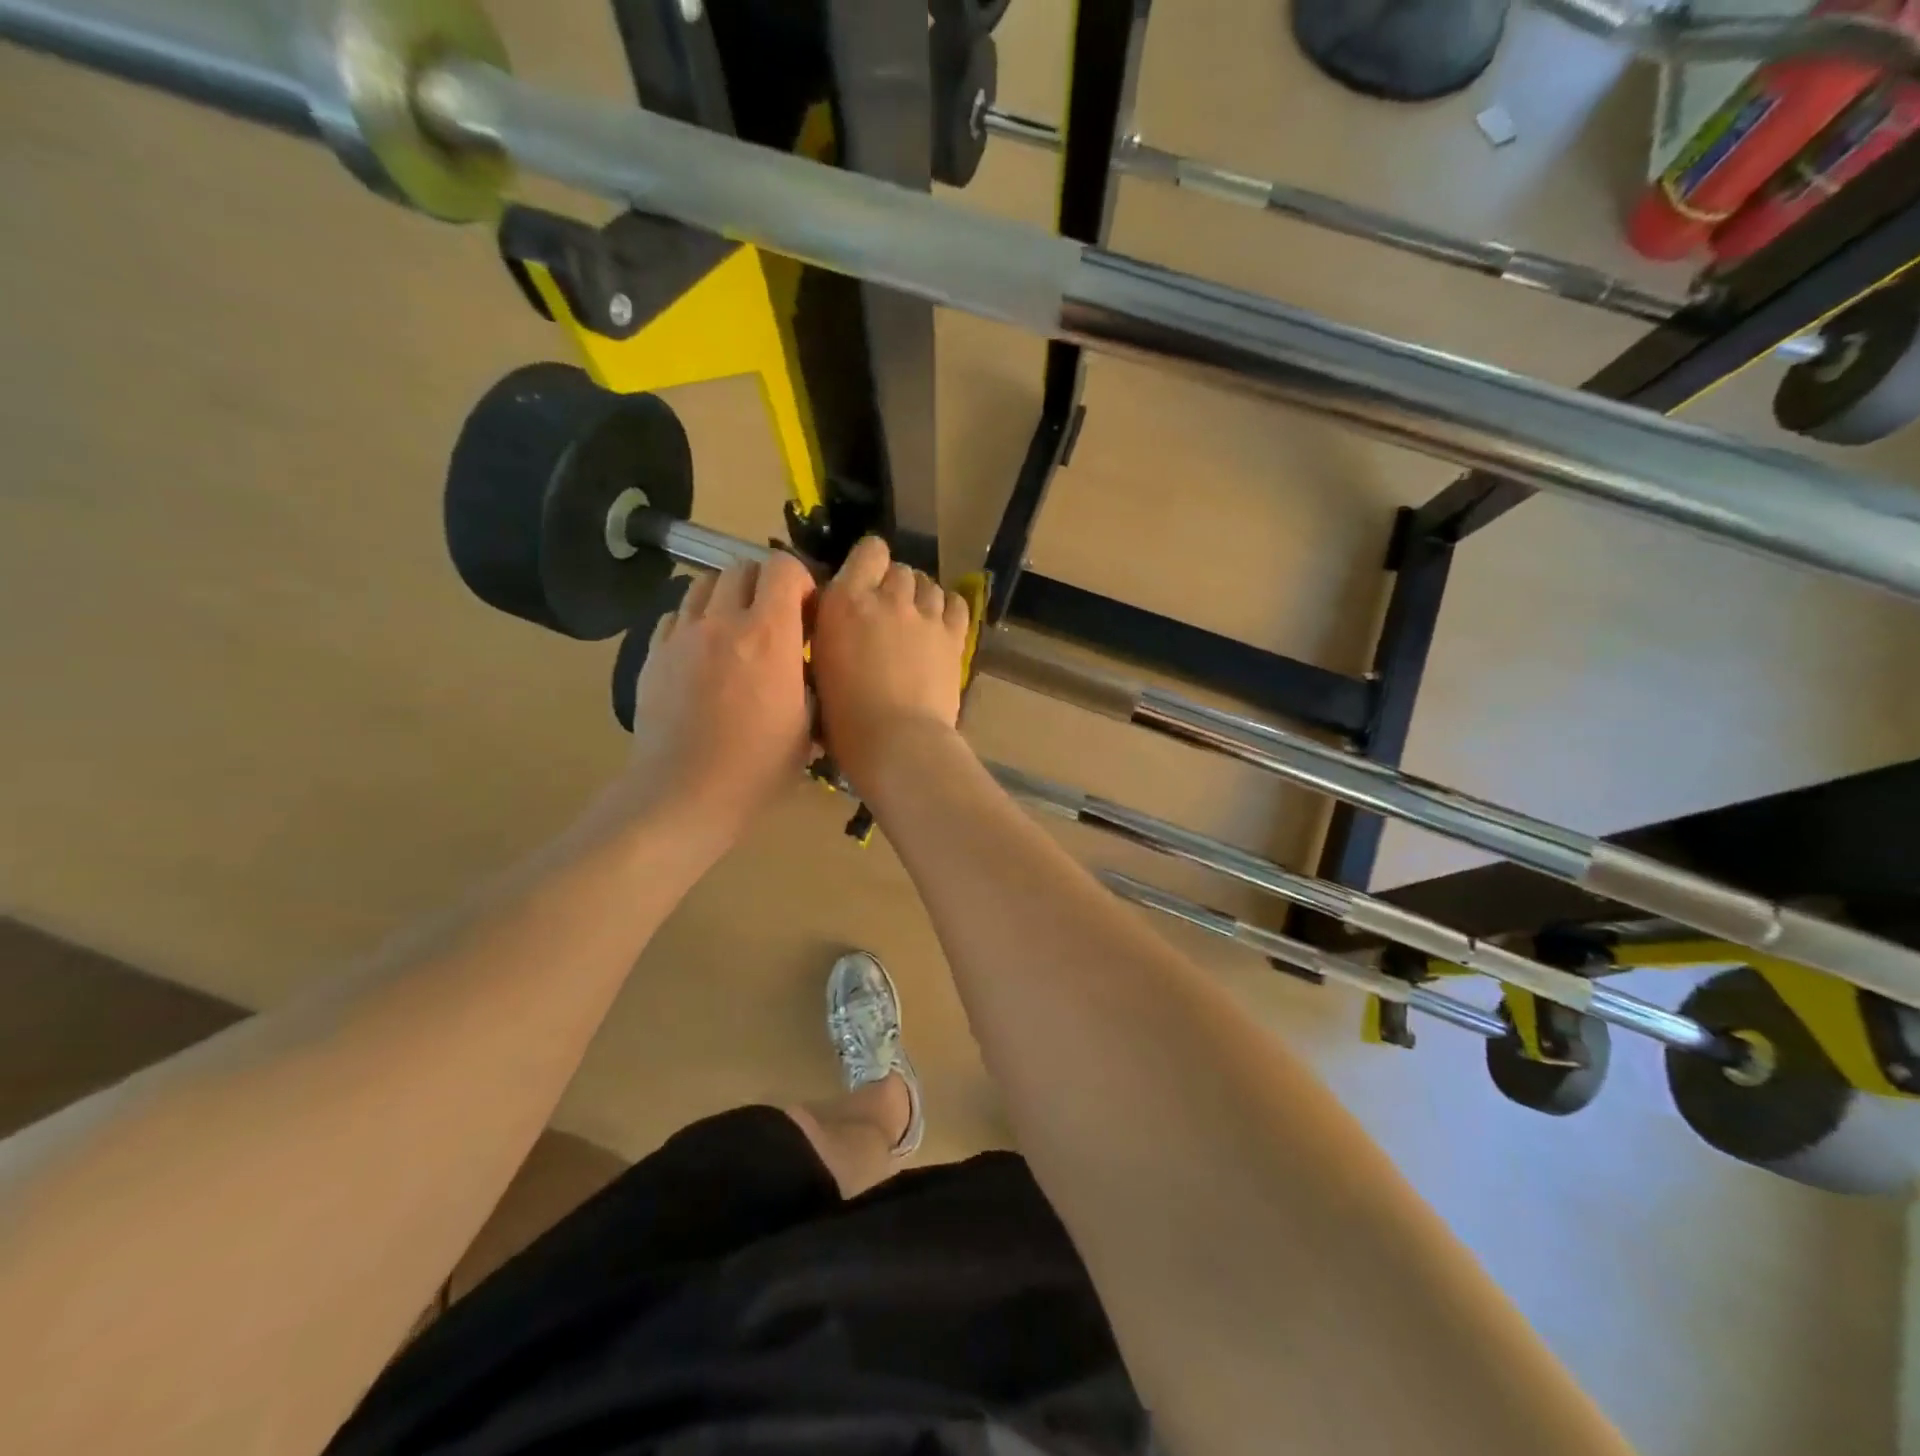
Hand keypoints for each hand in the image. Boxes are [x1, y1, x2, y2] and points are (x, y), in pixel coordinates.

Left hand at [622, 553, 814, 848]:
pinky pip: (675, 615)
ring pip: (704, 584)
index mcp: (769, 635)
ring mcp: (682, 635)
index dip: (799, 579)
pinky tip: (703, 652)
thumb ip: (810, 677)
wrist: (685, 793)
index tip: (806, 608)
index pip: (782, 567)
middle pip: (741, 567)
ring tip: (735, 629)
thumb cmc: (759, 766)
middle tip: (773, 617)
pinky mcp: (653, 653)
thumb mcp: (808, 724)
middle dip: (763, 584)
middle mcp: (723, 621)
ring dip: (726, 596)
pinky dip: (694, 621)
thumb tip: (807, 660)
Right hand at [811, 536, 970, 793]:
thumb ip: (830, 629)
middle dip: (894, 585)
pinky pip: (956, 604)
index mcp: (846, 601)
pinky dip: (948, 608)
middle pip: (900, 569)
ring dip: (920, 596)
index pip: (868, 551)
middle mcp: (888, 598)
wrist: (897, 741)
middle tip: (887, 613)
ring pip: (928, 584)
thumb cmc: (844, 719)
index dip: (869, 562)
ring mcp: (926, 615)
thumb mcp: (819, 666)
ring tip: (915, 620)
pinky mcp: (954, 636)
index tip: (864, 583)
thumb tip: (838, 619)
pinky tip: (940, 624)